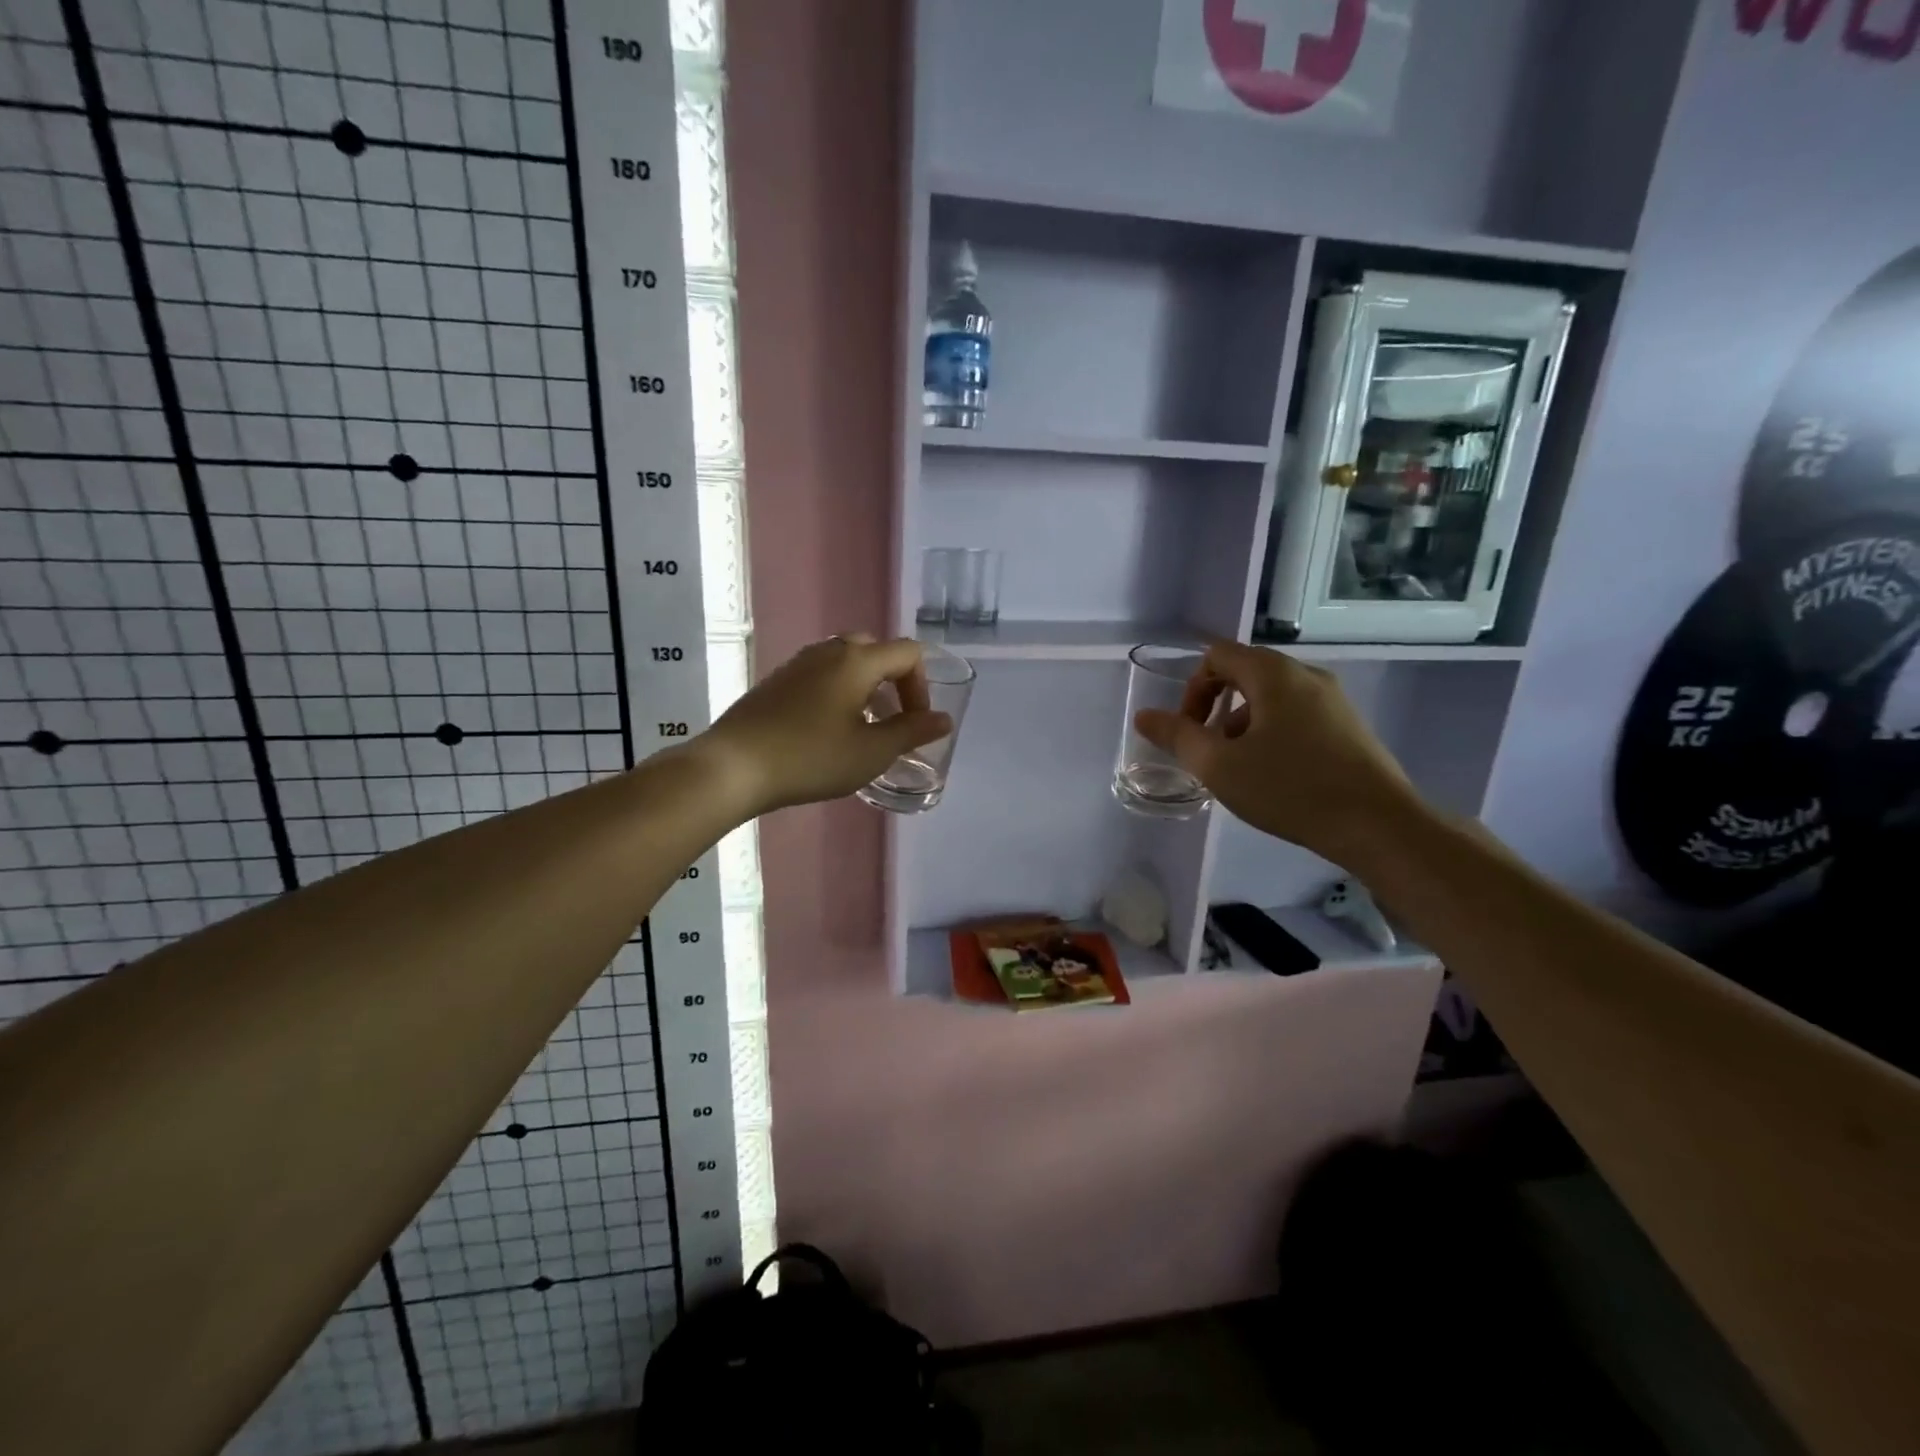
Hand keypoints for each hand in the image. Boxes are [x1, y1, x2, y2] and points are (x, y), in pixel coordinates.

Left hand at [701, 635, 952, 814]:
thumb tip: (944, 719)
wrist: (734, 766)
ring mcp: (798, 664)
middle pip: (875, 650)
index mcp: (857, 660)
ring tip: (862, 727)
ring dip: (865, 687)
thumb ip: (912, 732)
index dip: (922, 686)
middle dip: (893, 681)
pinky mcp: (776, 681)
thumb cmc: (811, 758)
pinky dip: (837, 691)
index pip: (907, 653)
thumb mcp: (871, 752)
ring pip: (845, 661)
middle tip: (891, 719)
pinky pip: (820, 674)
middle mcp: (828, 651)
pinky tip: (826, 730)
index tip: (914, 723)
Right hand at [1133, 640, 1423, 861]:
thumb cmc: (1291, 789)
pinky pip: (1296, 714)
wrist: (1379, 826)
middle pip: (1244, 673)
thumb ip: (1177, 737)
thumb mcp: (1219, 766)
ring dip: (1243, 724)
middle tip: (1210, 752)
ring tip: (1241, 769)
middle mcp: (1305, 675)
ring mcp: (1333, 699)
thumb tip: (1143, 716)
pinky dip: (1272, 733)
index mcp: (1273, 674)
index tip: (1190, 732)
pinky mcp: (1349, 725)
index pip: (1217, 656)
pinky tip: (1276, 775)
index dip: (1192, 690)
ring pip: (1271, 697)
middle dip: (1216, 709)